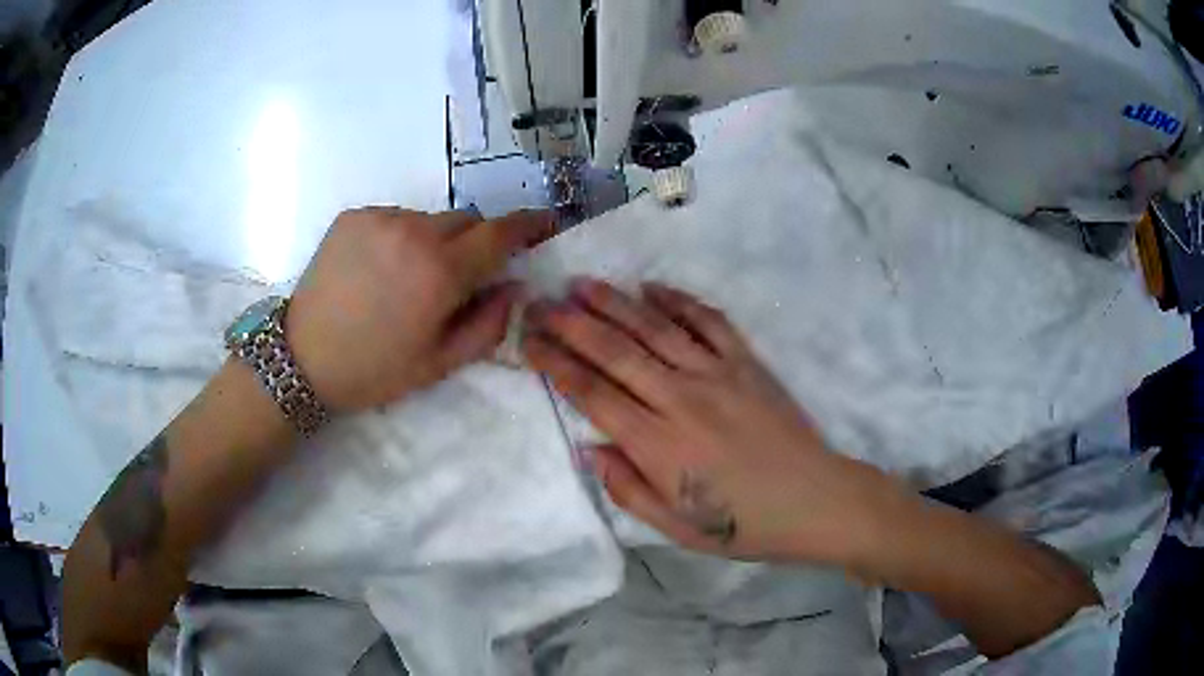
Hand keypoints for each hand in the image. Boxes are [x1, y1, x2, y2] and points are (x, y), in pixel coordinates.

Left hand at [287, 207, 553, 411]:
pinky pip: (396, 217)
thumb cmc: (375, 369)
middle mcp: (414, 231)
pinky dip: (401, 236)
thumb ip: (489, 324)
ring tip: (407, 278)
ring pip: (430, 219)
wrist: (302, 358)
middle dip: (474, 243)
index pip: (500, 233)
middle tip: (456, 278)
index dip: (528, 224)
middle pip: (466, 220)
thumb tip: (515, 286)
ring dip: (434, 241)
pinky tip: (380, 269)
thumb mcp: (440, 363)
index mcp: (441, 271)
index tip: (544, 222)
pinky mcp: (354, 216)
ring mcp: (380, 218)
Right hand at [523, 279, 896, 565]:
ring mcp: (717, 374)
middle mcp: (681, 399)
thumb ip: (627, 487)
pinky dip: (678, 301)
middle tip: (540, 302)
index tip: (528, 340)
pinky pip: (708, 321)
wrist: (816, 500)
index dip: (555, 363)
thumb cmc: (743, 525)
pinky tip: (652, 287)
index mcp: (658, 445)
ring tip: (582, 284)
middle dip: (571, 324)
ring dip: (614, 302)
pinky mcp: (747, 363)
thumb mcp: (677, 528)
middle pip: (615, 351)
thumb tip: (588, 446)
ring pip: (655, 328)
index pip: (592, 394)